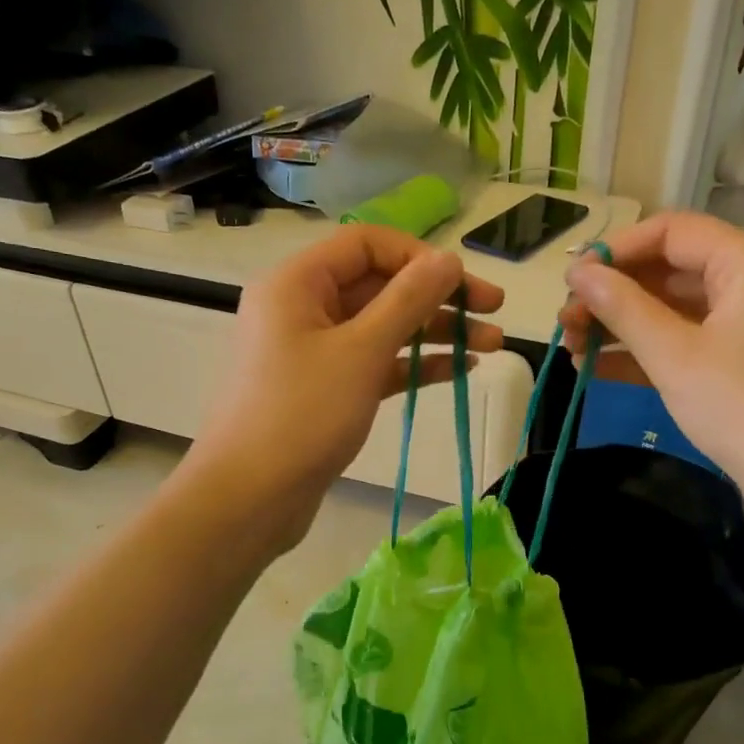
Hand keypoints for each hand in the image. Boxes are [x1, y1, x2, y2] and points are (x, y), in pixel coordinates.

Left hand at [185, 226, 503, 550]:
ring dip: (435, 333)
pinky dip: (414, 364)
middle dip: (438, 298)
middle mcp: (303, 308)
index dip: (419, 257)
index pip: (367, 245)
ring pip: (382, 327)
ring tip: (492, 346)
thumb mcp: (361, 351)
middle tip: (494, 312)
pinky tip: (459, 369)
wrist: (249, 498)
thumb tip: (447, 260)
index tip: (463, 283)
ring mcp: (314, 352)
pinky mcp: (327, 390)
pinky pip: (375, 363)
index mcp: (297, 283)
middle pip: (379, 285)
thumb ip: (408, 300)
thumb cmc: (301, 415)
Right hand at [560, 212, 743, 519]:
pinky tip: (594, 369)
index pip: (670, 232)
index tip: (570, 282)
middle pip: (668, 269)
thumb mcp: (674, 354)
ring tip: (570, 349)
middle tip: (564, 322)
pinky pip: (683, 343)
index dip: (615, 250)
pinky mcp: (740, 364)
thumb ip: (622, 308)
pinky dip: (642, 352)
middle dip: (612, 294)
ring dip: (620, 326)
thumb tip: (577, 273)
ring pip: (671, 309)